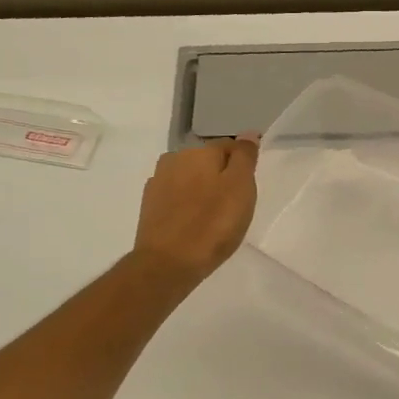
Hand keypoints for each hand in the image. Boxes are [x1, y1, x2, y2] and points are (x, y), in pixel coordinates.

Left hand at [131, 135, 259, 287]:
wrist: (168, 264)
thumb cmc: (212, 225)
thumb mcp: (240, 187)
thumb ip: (244, 157)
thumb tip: (247, 134)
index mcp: (198, 152)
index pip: (229, 146)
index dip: (243, 164)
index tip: (249, 188)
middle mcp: (174, 159)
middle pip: (207, 161)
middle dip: (221, 176)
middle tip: (234, 205)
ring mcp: (157, 183)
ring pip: (190, 179)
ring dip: (202, 190)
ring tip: (213, 217)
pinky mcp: (149, 206)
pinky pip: (176, 197)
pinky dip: (186, 205)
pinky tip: (193, 224)